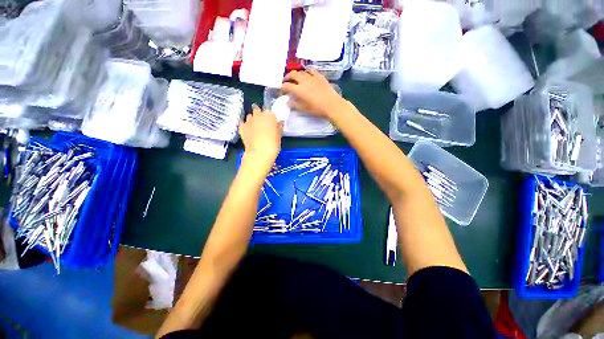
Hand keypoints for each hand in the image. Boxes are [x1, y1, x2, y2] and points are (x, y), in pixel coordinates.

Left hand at [239, 105, 282, 165]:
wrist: (260, 153)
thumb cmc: (273, 144)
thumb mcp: (279, 136)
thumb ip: (279, 127)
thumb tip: (280, 123)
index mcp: (269, 115)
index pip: (270, 112)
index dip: (271, 118)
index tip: (272, 123)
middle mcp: (258, 115)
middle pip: (257, 110)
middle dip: (260, 115)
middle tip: (263, 124)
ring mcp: (248, 120)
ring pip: (250, 116)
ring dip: (252, 120)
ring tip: (256, 128)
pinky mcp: (241, 127)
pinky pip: (243, 123)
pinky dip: (245, 125)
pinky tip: (248, 131)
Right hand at [280, 70, 347, 118]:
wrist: (332, 105)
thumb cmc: (317, 109)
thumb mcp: (304, 109)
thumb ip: (295, 105)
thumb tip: (288, 102)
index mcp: (299, 89)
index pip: (286, 86)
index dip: (282, 89)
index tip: (282, 92)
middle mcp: (304, 80)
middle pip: (292, 74)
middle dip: (287, 78)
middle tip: (286, 82)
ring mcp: (312, 77)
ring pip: (301, 72)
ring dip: (296, 75)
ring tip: (295, 79)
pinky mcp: (319, 76)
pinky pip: (310, 70)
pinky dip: (306, 72)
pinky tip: (307, 75)